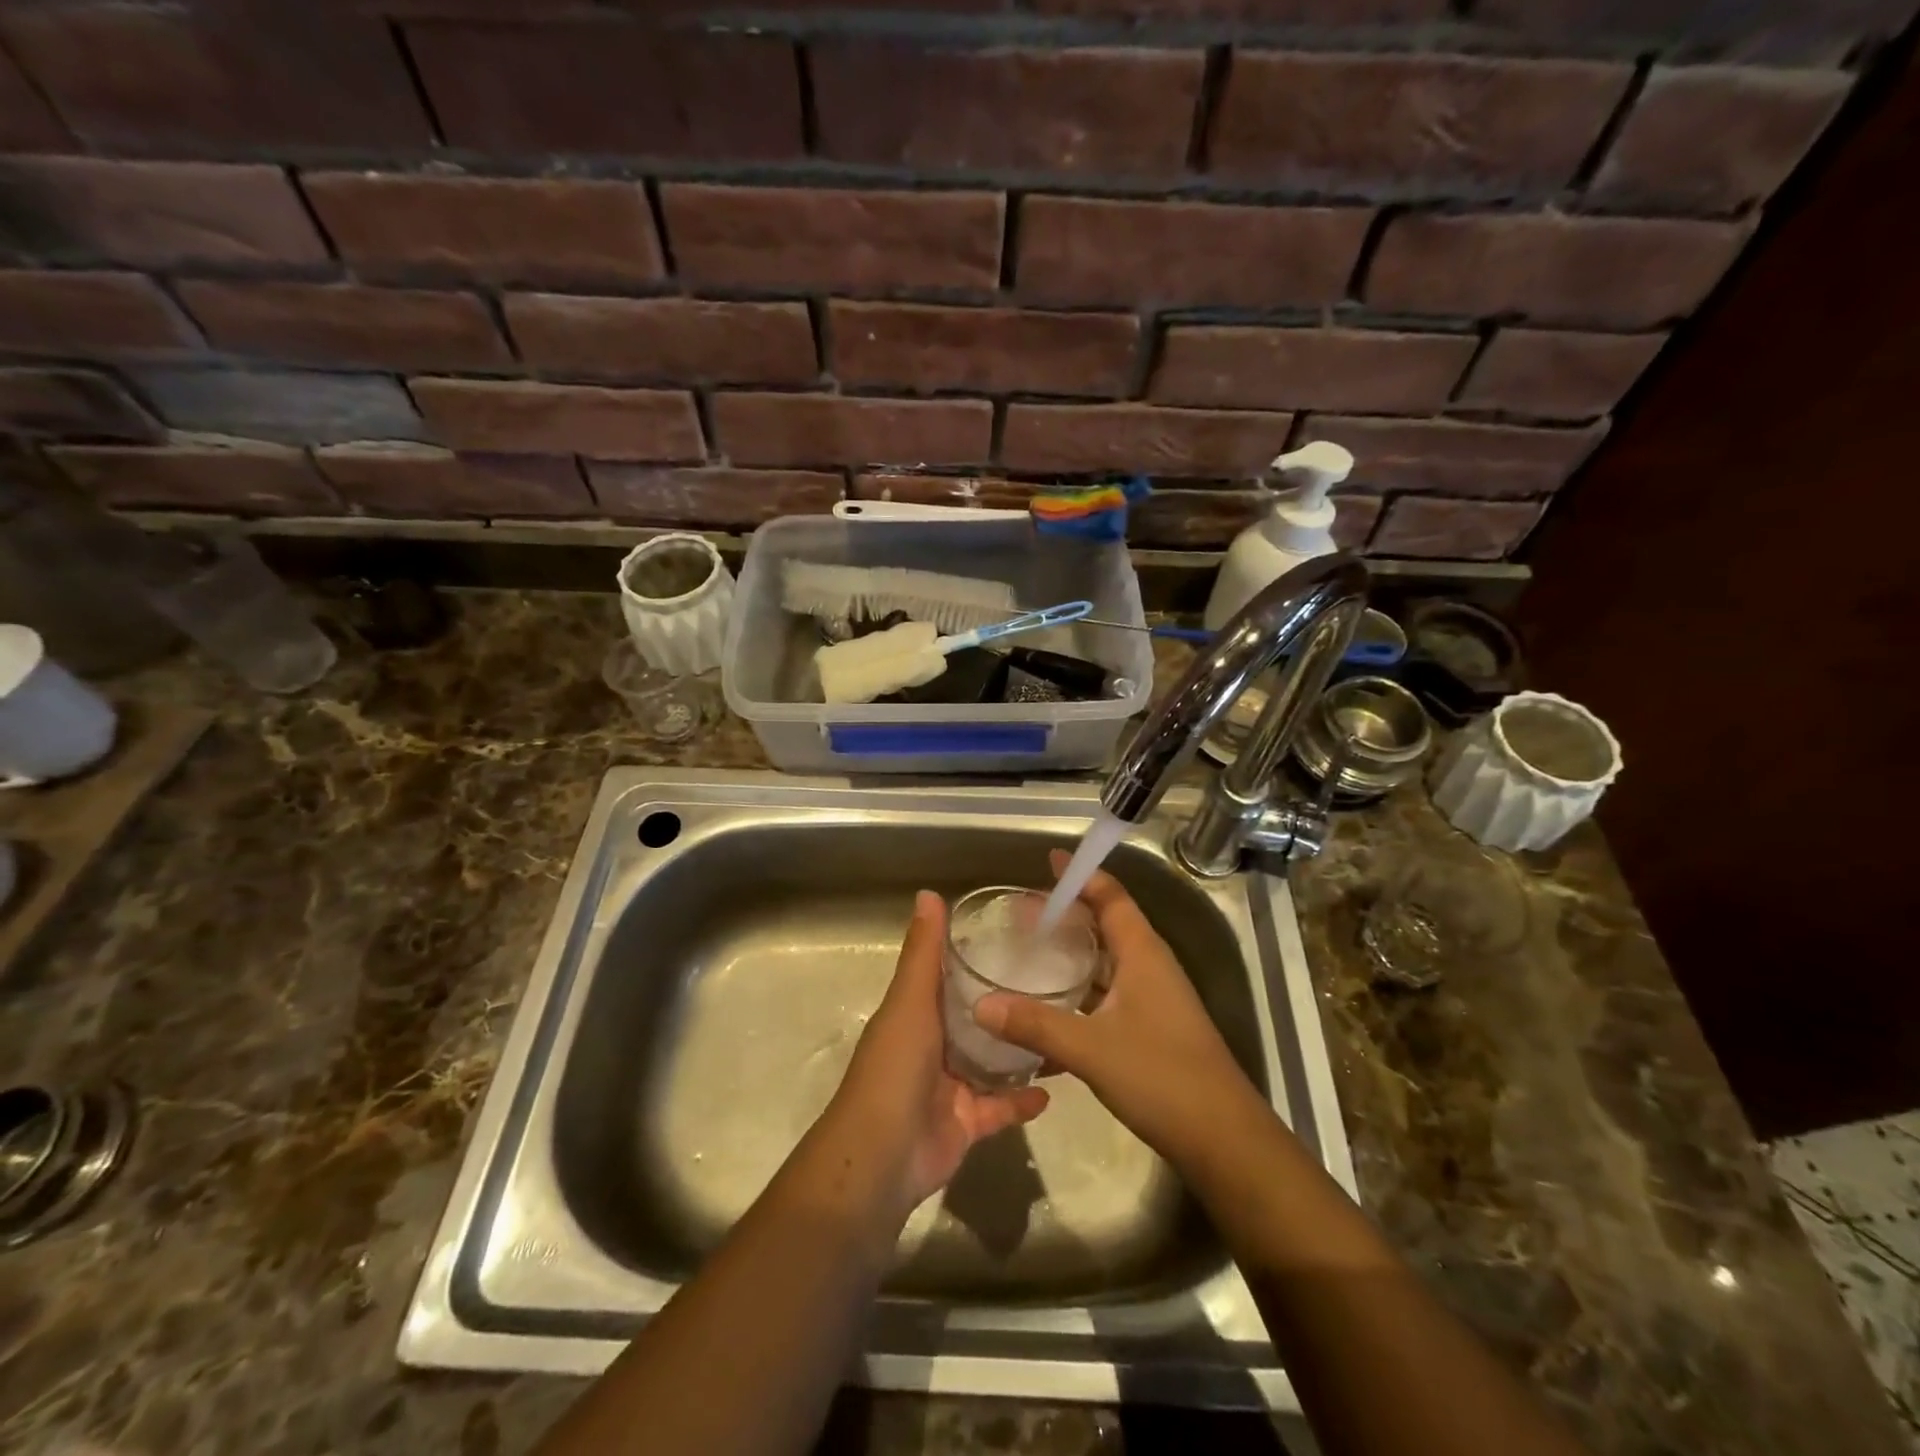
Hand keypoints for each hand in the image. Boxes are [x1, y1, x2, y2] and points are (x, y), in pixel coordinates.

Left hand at [824, 890, 1048, 1216]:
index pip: (949, 975)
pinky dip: (1022, 1100)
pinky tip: (1054, 1087)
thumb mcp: (910, 1001)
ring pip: (992, 1062)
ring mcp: (950, 1086)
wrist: (882, 1157)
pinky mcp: (967, 1123)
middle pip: (975, 1019)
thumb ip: (923, 952)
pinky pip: (1001, 1108)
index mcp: (917, 1012)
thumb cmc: (894, 1068)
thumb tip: (928, 892)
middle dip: (1007, 1005)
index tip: (1019, 937)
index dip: (975, 955)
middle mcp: (933, 1045)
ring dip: (1020, 1050)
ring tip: (1062, 1029)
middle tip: (1054, 983)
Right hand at [974, 851, 1261, 1167]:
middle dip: (1069, 914)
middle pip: (1108, 925)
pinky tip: (1049, 1017)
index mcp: (1142, 953)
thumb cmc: (1161, 1076)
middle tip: (1025, 912)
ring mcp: (1154, 999)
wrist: (1223, 1138)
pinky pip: (1109, 997)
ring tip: (1030, 954)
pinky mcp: (1152, 1028)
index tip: (1050, 861)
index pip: (1112, 897)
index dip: (1082, 876)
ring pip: (1107, 963)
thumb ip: (1035, 1024)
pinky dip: (1080, 996)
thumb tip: (981, 1004)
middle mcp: (1150, 967)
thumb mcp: (1091, 1048)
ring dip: (1074, 956)